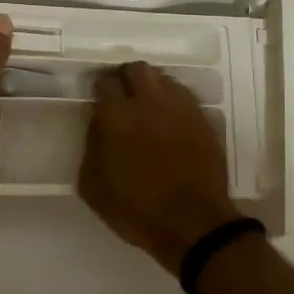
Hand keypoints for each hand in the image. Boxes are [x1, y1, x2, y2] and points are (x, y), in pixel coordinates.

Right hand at [78, 61, 241, 274]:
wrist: (193, 225)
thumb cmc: (137, 210)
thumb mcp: (94, 187)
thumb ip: (90, 147)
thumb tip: (96, 123)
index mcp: (118, 117)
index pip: (105, 82)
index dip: (100, 88)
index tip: (99, 100)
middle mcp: (150, 103)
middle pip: (137, 68)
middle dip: (127, 78)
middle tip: (124, 97)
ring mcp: (181, 109)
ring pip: (163, 78)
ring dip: (152, 87)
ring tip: (148, 108)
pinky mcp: (203, 119)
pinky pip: (184, 96)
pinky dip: (173, 102)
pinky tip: (170, 121)